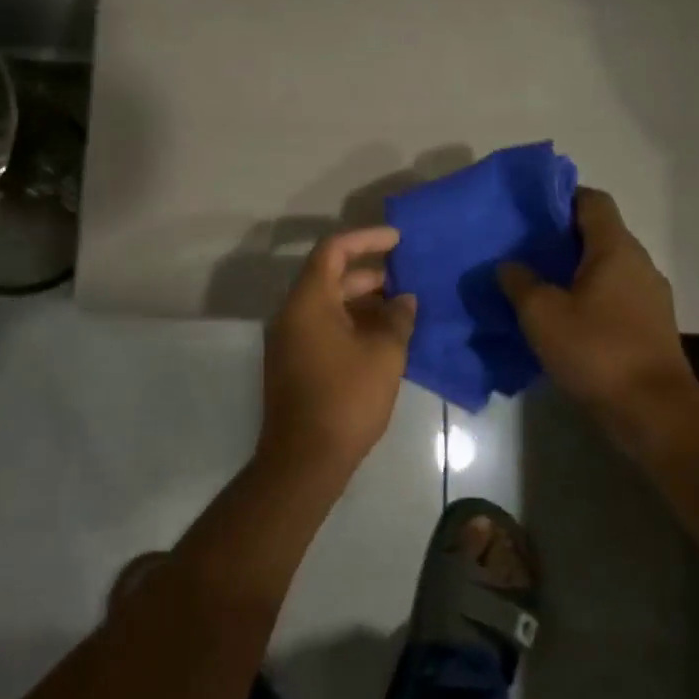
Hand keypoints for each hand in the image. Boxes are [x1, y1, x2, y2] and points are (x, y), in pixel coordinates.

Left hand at [258, 227, 417, 480]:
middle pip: (330, 278)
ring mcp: (290, 341)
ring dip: (364, 303)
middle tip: (409, 280)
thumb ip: (397, 319)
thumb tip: (404, 299)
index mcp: (308, 302)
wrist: (305, 459)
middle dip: (371, 275)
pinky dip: (352, 325)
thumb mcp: (384, 355)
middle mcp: (292, 315)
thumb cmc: (346, 399)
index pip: (333, 251)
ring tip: (403, 310)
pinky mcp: (294, 365)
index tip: (398, 240)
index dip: (366, 239)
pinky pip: (324, 329)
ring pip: (329, 307)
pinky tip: (384, 339)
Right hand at [497, 188, 698, 436]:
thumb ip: (520, 282)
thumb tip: (508, 264)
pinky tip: (560, 316)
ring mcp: (648, 296)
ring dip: (572, 270)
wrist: (652, 410)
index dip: (561, 196)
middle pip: (598, 234)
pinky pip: (612, 296)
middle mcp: (638, 264)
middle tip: (521, 246)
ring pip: (605, 267)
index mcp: (615, 249)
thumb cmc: (595, 350)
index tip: (529, 207)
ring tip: (535, 282)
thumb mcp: (541, 314)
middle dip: (560, 236)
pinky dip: (586, 296)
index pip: (592, 201)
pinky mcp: (648, 325)